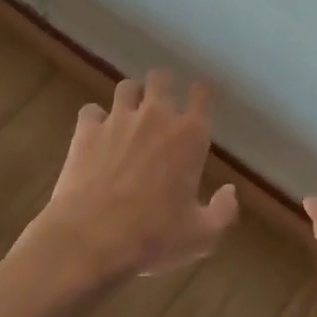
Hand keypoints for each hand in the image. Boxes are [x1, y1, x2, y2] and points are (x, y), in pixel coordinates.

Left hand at [24, 68, 238, 284]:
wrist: (92, 239)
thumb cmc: (154, 237)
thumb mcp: (201, 235)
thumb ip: (223, 211)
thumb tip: (230, 191)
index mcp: (190, 136)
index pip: (202, 95)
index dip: (202, 92)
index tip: (201, 96)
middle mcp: (156, 116)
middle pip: (161, 78)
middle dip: (163, 85)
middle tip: (161, 103)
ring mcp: (118, 119)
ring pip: (126, 87)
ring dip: (131, 98)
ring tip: (129, 115)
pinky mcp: (87, 130)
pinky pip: (91, 111)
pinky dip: (95, 120)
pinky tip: (96, 135)